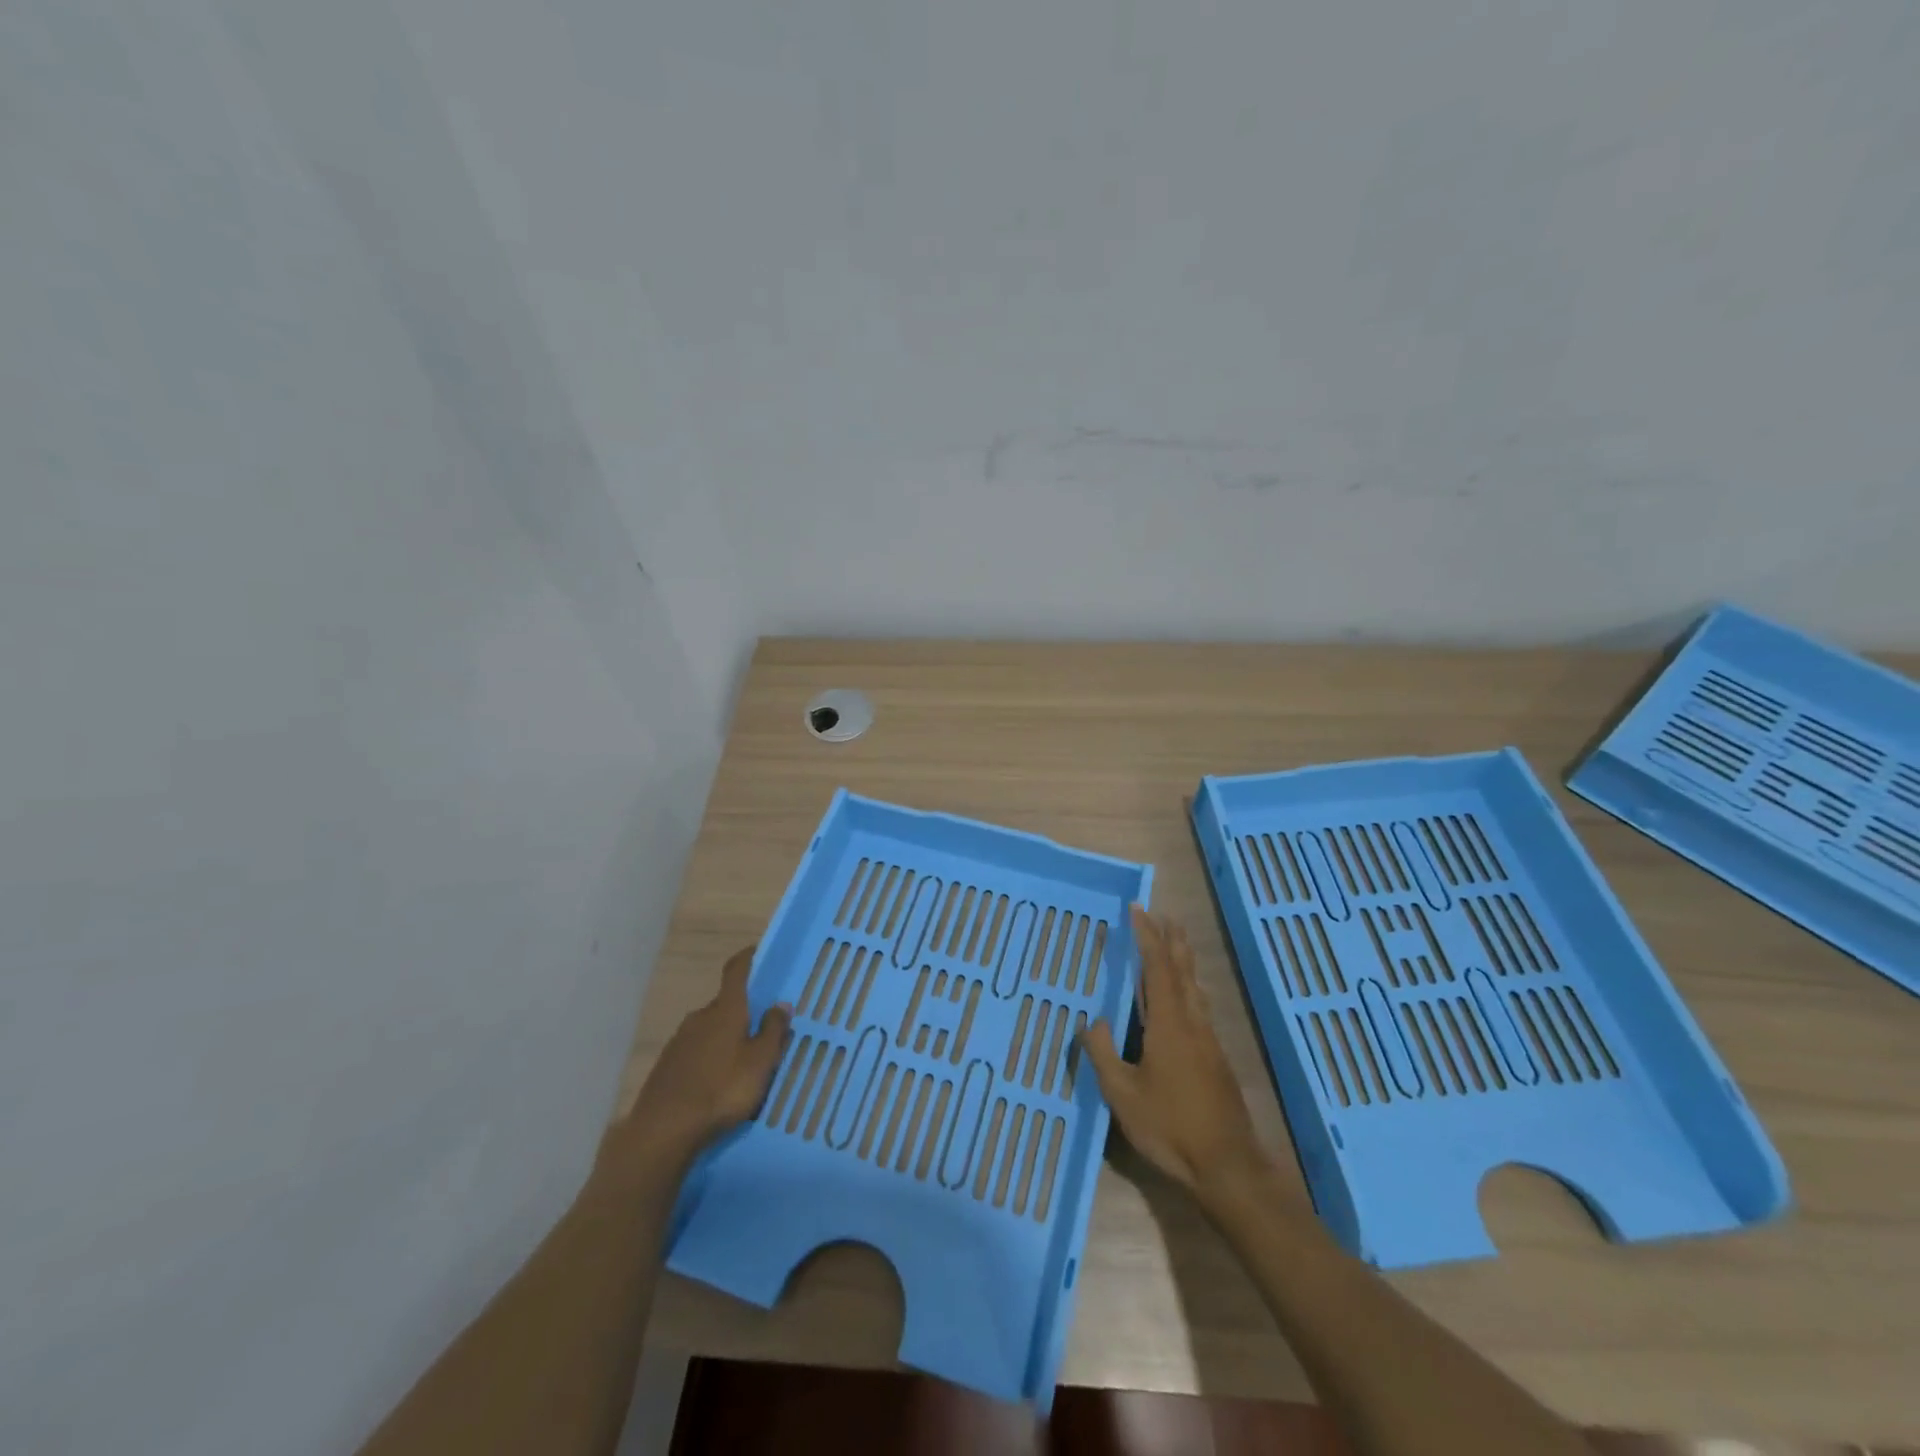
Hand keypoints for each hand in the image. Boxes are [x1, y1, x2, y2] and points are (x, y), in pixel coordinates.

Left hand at [603, 946, 792, 1173]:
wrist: (664, 1129)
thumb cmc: (722, 1090)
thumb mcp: (760, 1062)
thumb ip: (773, 1031)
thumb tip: (781, 1004)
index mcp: (726, 1010)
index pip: (736, 970)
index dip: (748, 958)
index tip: (758, 952)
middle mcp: (701, 1016)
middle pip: (725, 1003)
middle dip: (743, 1011)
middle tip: (761, 1029)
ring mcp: (679, 1040)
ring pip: (709, 1028)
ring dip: (725, 1037)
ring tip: (741, 1061)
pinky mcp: (667, 1064)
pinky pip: (695, 1050)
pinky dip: (709, 1056)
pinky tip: (716, 1081)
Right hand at [1077, 907, 1264, 1200]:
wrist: (1228, 1166)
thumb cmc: (1171, 1127)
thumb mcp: (1123, 1094)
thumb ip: (1103, 1054)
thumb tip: (1092, 1021)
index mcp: (1169, 1024)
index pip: (1157, 968)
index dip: (1147, 937)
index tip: (1138, 909)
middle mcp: (1192, 1023)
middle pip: (1183, 971)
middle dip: (1172, 940)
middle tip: (1164, 915)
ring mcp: (1208, 1041)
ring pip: (1196, 988)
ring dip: (1184, 960)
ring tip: (1177, 943)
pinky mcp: (1216, 1059)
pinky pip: (1200, 1006)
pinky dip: (1190, 986)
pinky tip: (1188, 997)